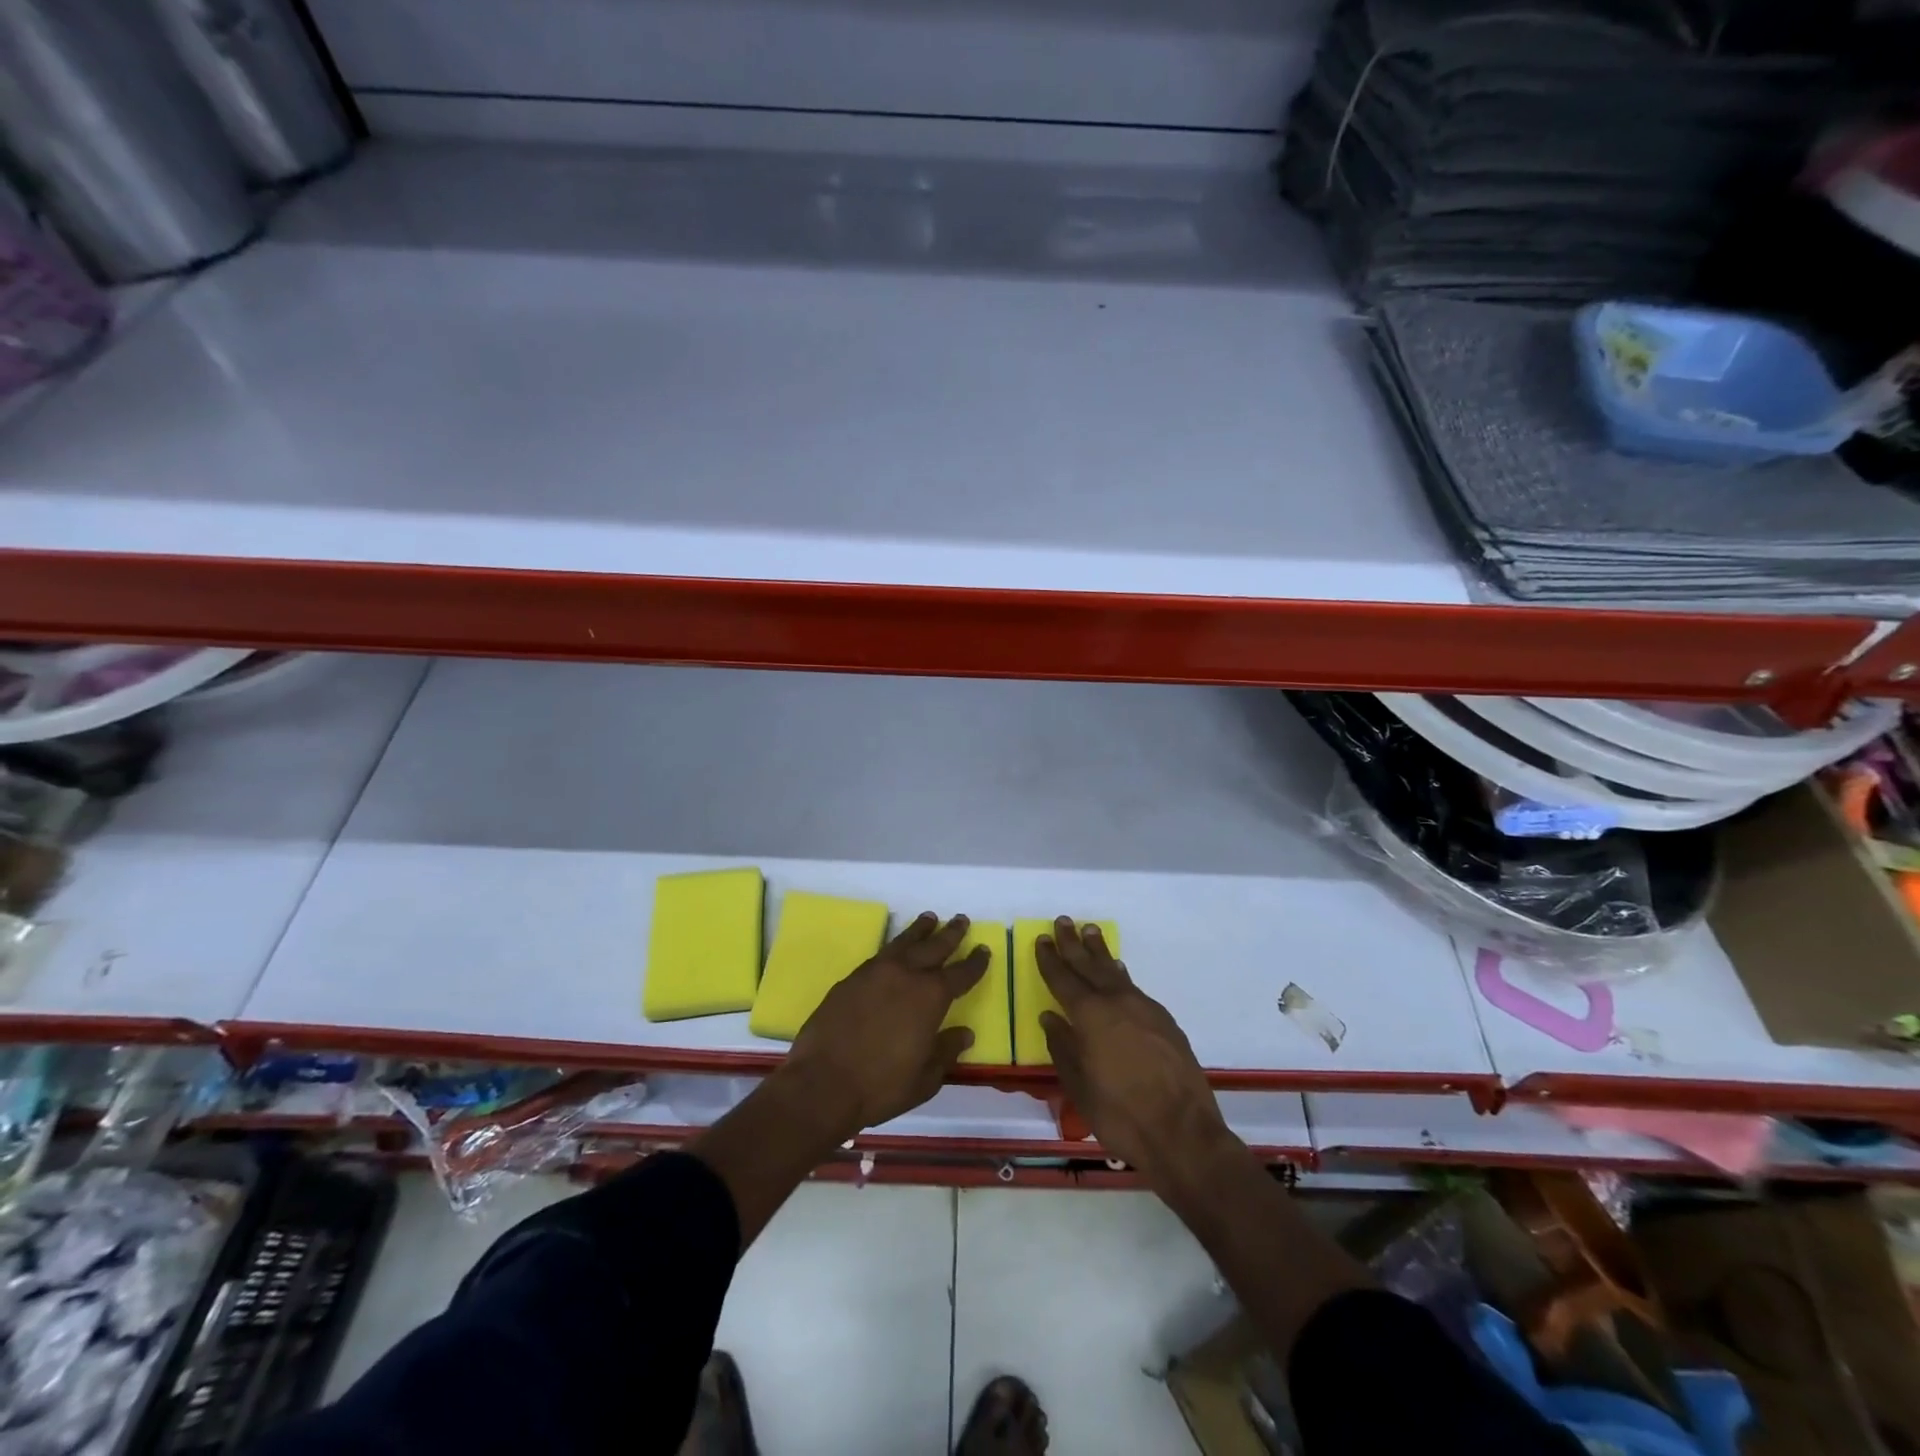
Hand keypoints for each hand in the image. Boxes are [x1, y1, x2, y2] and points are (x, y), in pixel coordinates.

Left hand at [781, 912, 988, 1137]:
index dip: (975, 962)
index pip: (961, 973)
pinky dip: (895, 945)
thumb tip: (964, 1033)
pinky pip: (881, 954)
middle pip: (934, 947)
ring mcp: (875, 972)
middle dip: (950, 934)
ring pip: (904, 942)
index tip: (984, 950)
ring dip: (920, 930)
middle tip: (961, 919)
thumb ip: (946, 1051)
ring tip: (929, 918)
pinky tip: (896, 948)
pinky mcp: (851, 978)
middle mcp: (906, 975)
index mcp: (931, 997)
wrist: (822, 1083)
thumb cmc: (881, 1086)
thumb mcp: (925, 1079)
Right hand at [1037, 917, 1229, 1185]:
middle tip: (1064, 920)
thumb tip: (1051, 1018)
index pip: (1064, 979)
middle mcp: (1117, 1002)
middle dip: (1074, 944)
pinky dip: (1120, 975)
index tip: (1042, 939)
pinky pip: (1134, 987)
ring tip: (1090, 931)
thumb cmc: (1120, 1114)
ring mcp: (1144, 1009)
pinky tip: (1118, 971)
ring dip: (1100, 952)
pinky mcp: (1164, 1021)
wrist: (1183, 1133)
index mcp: (1090, 1015)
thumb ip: (1063, 1048)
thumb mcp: (1079, 1086)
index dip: (1051, 959)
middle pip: (1090, 965)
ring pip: (1115, 972)